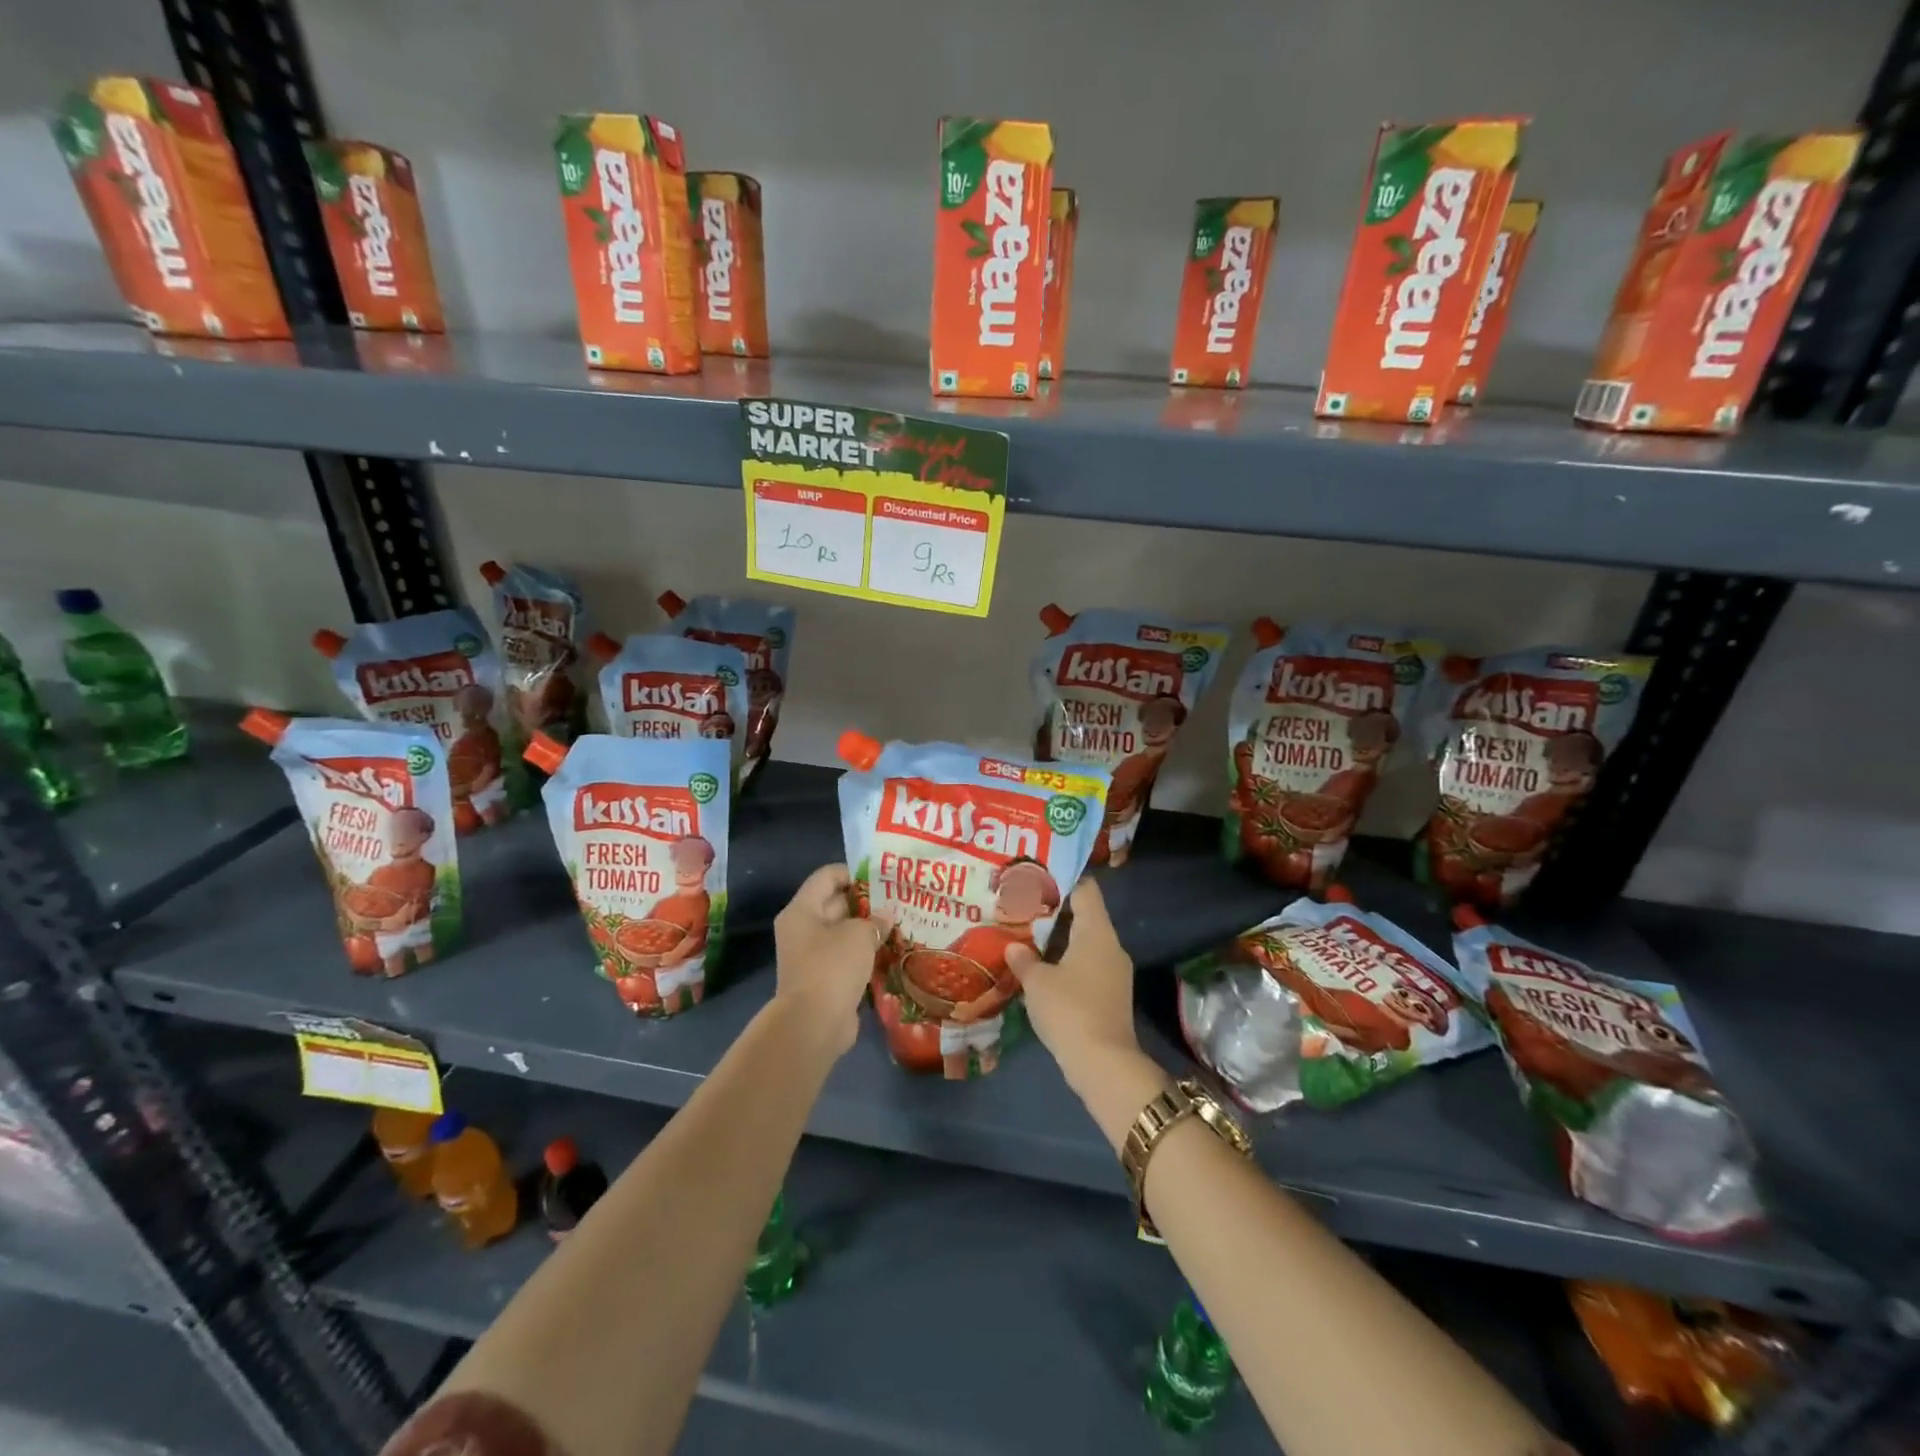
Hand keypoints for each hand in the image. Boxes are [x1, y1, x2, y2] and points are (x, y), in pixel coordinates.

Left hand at [773, 863, 883, 1057]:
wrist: (813, 1024)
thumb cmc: (832, 967)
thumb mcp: (859, 934)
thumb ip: (875, 920)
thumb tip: (885, 918)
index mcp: (802, 910)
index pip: (827, 876)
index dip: (855, 872)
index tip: (884, 877)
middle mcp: (803, 929)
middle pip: (837, 903)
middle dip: (868, 902)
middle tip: (900, 900)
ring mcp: (813, 956)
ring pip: (844, 932)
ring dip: (870, 930)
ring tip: (901, 924)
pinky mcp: (825, 978)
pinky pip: (847, 957)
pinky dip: (867, 953)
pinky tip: (893, 951)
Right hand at [1005, 878, 1140, 1088]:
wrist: (1103, 1064)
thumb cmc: (1069, 1010)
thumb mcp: (1037, 982)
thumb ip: (1023, 959)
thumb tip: (1014, 947)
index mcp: (1097, 932)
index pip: (1085, 889)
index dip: (1062, 880)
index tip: (1036, 877)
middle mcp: (1111, 945)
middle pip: (1085, 915)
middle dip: (1054, 911)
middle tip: (1022, 906)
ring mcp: (1114, 971)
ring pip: (1085, 942)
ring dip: (1058, 939)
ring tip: (1026, 935)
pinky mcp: (1111, 994)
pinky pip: (1087, 964)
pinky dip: (1066, 961)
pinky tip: (1041, 968)